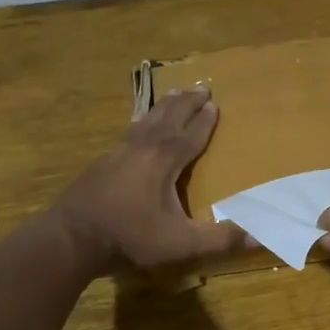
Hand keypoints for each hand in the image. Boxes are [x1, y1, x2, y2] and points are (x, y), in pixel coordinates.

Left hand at [55, 88, 244, 269]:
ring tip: (173, 92)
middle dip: (187, 103)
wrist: (72, 238)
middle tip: (200, 86)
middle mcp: (142, 149)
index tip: (215, 104)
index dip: (205, 121)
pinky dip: (141, 121)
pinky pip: (128, 132)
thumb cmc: (130, 237)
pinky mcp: (101, 163)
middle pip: (168, 118)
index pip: (190, 135)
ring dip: (163, 106)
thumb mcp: (181, 243)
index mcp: (164, 161)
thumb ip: (219, 238)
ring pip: (146, 121)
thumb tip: (258, 236)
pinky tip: (138, 125)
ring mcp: (118, 153)